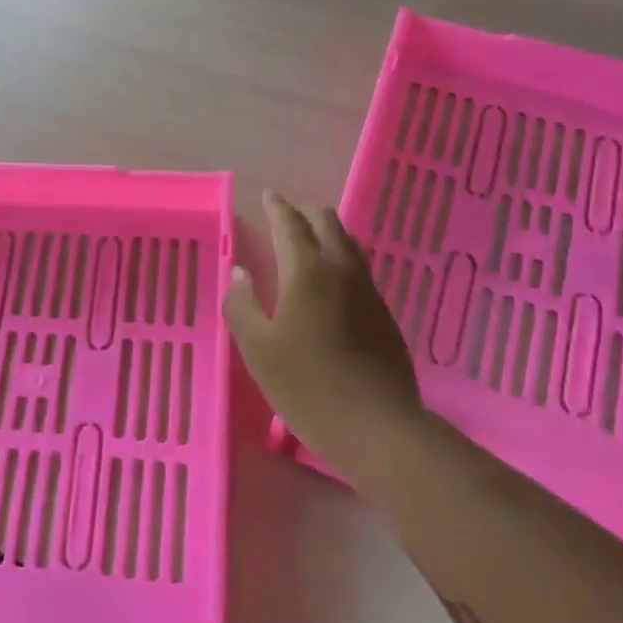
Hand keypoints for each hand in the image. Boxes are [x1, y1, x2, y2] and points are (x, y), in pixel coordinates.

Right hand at [225, 191, 422, 477]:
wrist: (377, 427)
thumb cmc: (307, 386)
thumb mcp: (258, 350)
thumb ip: (242, 306)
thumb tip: (239, 273)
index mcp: (307, 271)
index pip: (290, 224)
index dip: (277, 207)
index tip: (268, 195)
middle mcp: (341, 270)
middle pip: (326, 223)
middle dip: (304, 211)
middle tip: (285, 213)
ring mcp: (368, 291)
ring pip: (348, 242)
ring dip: (326, 231)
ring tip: (310, 238)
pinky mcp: (383, 313)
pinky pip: (359, 267)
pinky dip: (341, 256)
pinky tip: (333, 278)